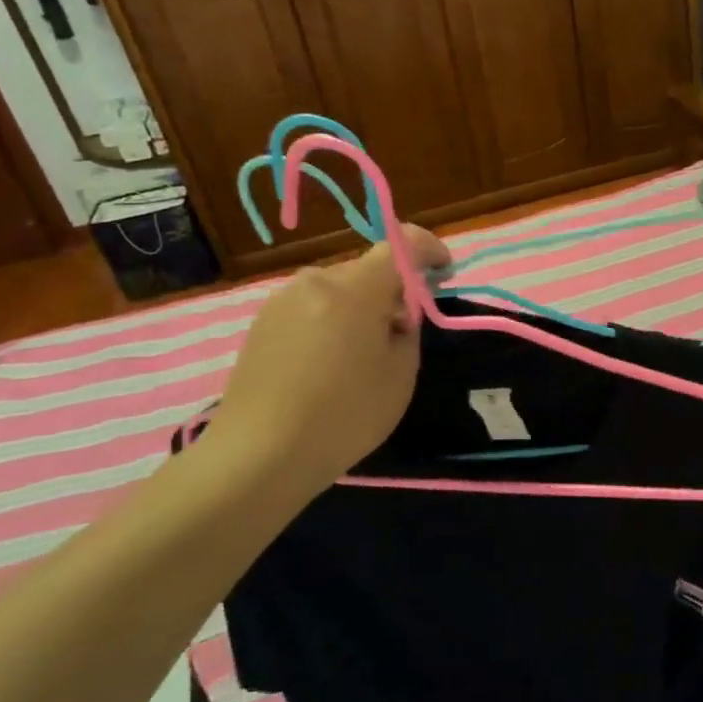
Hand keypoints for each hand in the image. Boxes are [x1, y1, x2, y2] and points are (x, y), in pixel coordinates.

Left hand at [201, 225, 450, 505]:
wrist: (258, 455)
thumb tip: (397, 314)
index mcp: (356, 289)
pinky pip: (312, 308)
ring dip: (359, 307)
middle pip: (367, 270)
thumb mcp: (401, 374)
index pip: (402, 246)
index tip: (445, 272)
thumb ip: (408, 329)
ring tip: (363, 353)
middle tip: (404, 331)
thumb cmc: (344, 415)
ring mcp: (282, 300)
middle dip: (392, 289)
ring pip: (337, 290)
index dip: (430, 250)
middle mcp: (316, 281)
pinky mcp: (262, 323)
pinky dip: (331, 321)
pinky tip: (329, 364)